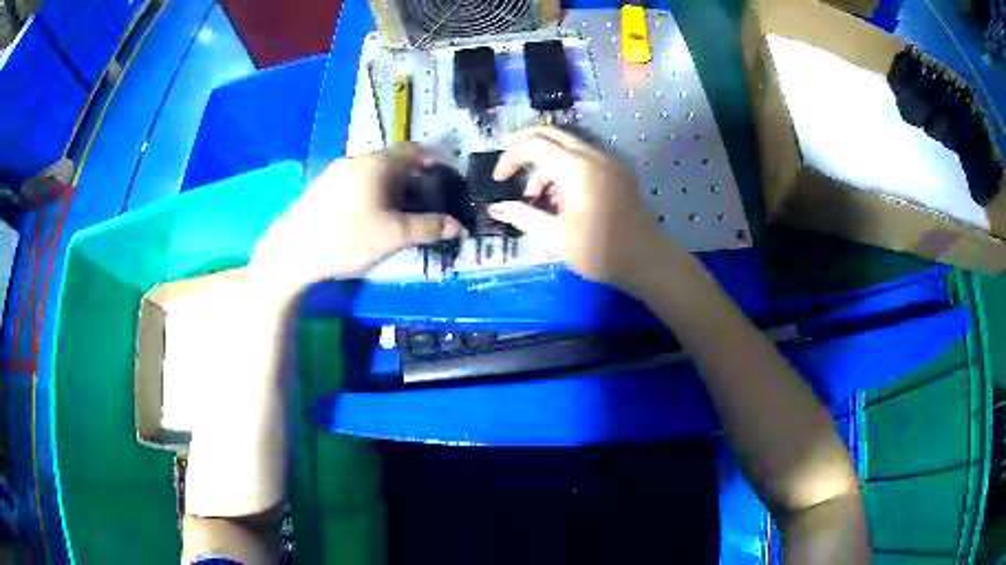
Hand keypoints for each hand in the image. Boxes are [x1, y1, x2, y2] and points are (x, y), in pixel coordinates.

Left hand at [250, 144, 460, 294]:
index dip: (432, 158)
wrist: (293, 252)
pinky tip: (367, 213)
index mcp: (376, 164)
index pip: (412, 149)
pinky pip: (354, 180)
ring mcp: (334, 172)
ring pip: (371, 170)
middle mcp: (355, 160)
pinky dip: (369, 189)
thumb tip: (457, 225)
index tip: (444, 174)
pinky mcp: (321, 187)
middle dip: (411, 174)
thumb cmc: (348, 238)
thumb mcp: (393, 235)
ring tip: (397, 208)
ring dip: (389, 183)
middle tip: (423, 196)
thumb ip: (427, 227)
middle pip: (391, 159)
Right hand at [489, 126, 667, 290]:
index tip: (498, 180)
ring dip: (545, 163)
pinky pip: (583, 158)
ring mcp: (609, 161)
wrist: (649, 261)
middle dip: (523, 145)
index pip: (534, 145)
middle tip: (505, 164)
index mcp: (577, 167)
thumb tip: (496, 208)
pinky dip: (563, 168)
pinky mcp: (617, 172)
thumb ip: (523, 216)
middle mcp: (594, 155)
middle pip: (550, 134)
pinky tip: (559, 197)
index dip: (509, 157)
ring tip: (535, 198)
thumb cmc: (601, 251)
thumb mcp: (555, 237)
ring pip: (566, 146)